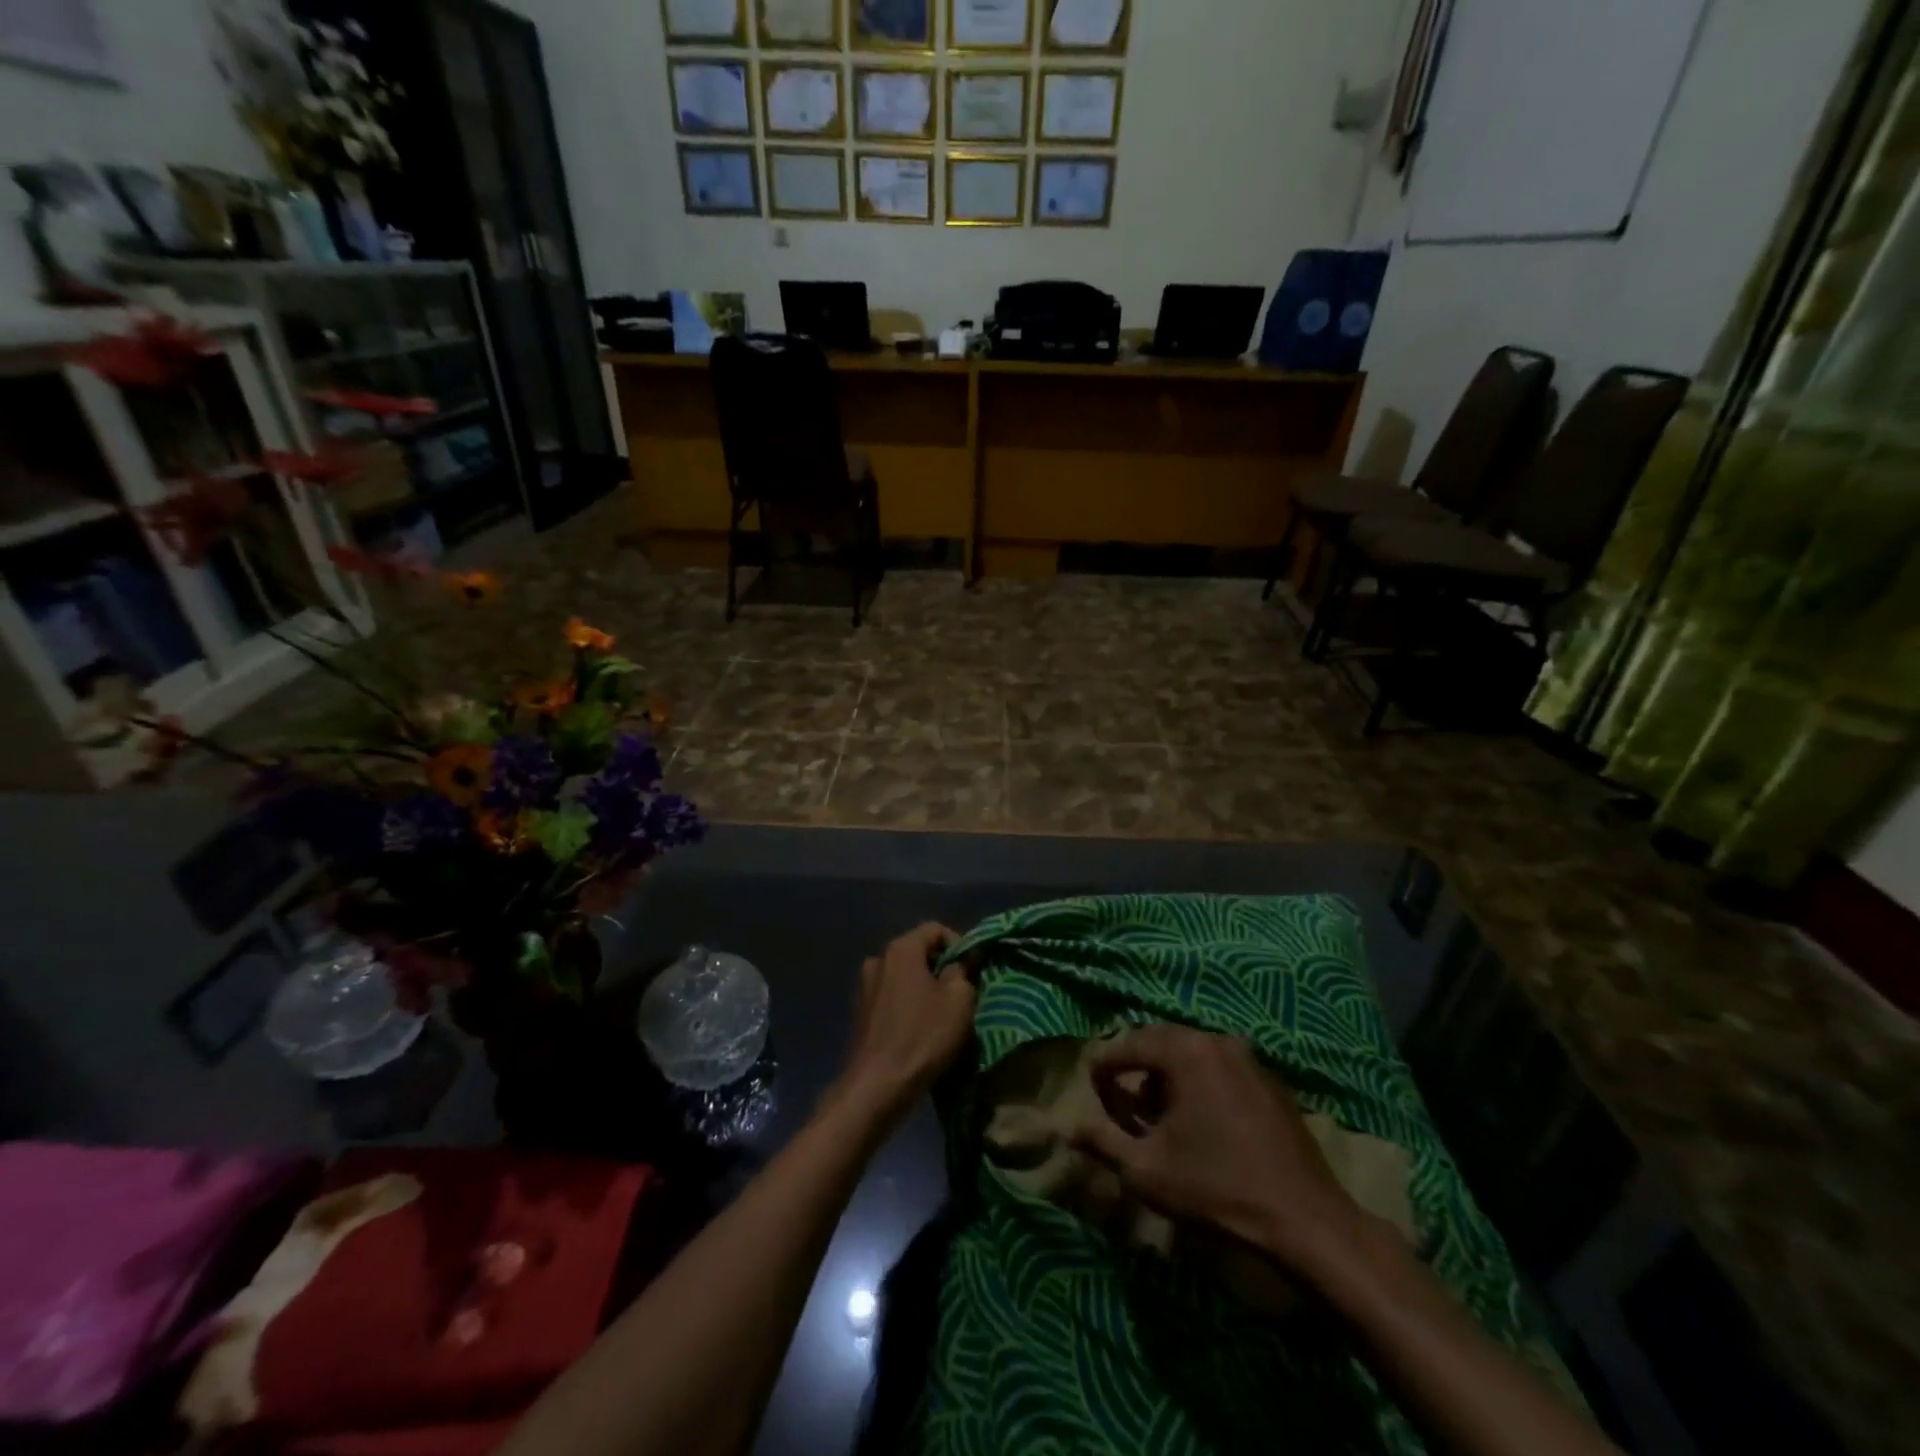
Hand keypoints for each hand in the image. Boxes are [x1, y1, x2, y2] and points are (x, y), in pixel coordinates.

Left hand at [838, 923, 976, 1122]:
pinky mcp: (861, 1012)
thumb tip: (962, 960)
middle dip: (942, 968)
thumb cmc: (923, 1036)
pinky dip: (909, 1005)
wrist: (877, 1086)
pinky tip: (920, 1030)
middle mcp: (878, 959)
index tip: (973, 972)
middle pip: (919, 952)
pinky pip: (893, 997)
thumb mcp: (959, 1000)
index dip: (960, 945)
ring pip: (906, 976)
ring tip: (943, 1015)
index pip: (936, 929)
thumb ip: (963, 971)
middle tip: (963, 994)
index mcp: (900, 949)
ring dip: (926, 989)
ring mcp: (865, 986)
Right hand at [1071, 1024, 1376, 1280]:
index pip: (1127, 1045)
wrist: (1305, 1221)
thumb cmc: (1216, 1189)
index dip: (1103, 1068)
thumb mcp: (1146, 1170)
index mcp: (1185, 1051)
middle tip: (1121, 1104)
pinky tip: (1199, 1124)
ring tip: (1158, 1117)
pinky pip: (1220, 1069)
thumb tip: (1068, 1126)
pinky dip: (1200, 1085)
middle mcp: (1217, 1041)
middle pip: (1160, 1043)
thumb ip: (1102, 1141)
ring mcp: (1249, 1059)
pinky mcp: (1271, 1082)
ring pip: (1192, 1055)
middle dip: (1135, 1069)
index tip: (1092, 1094)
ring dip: (1167, 1078)